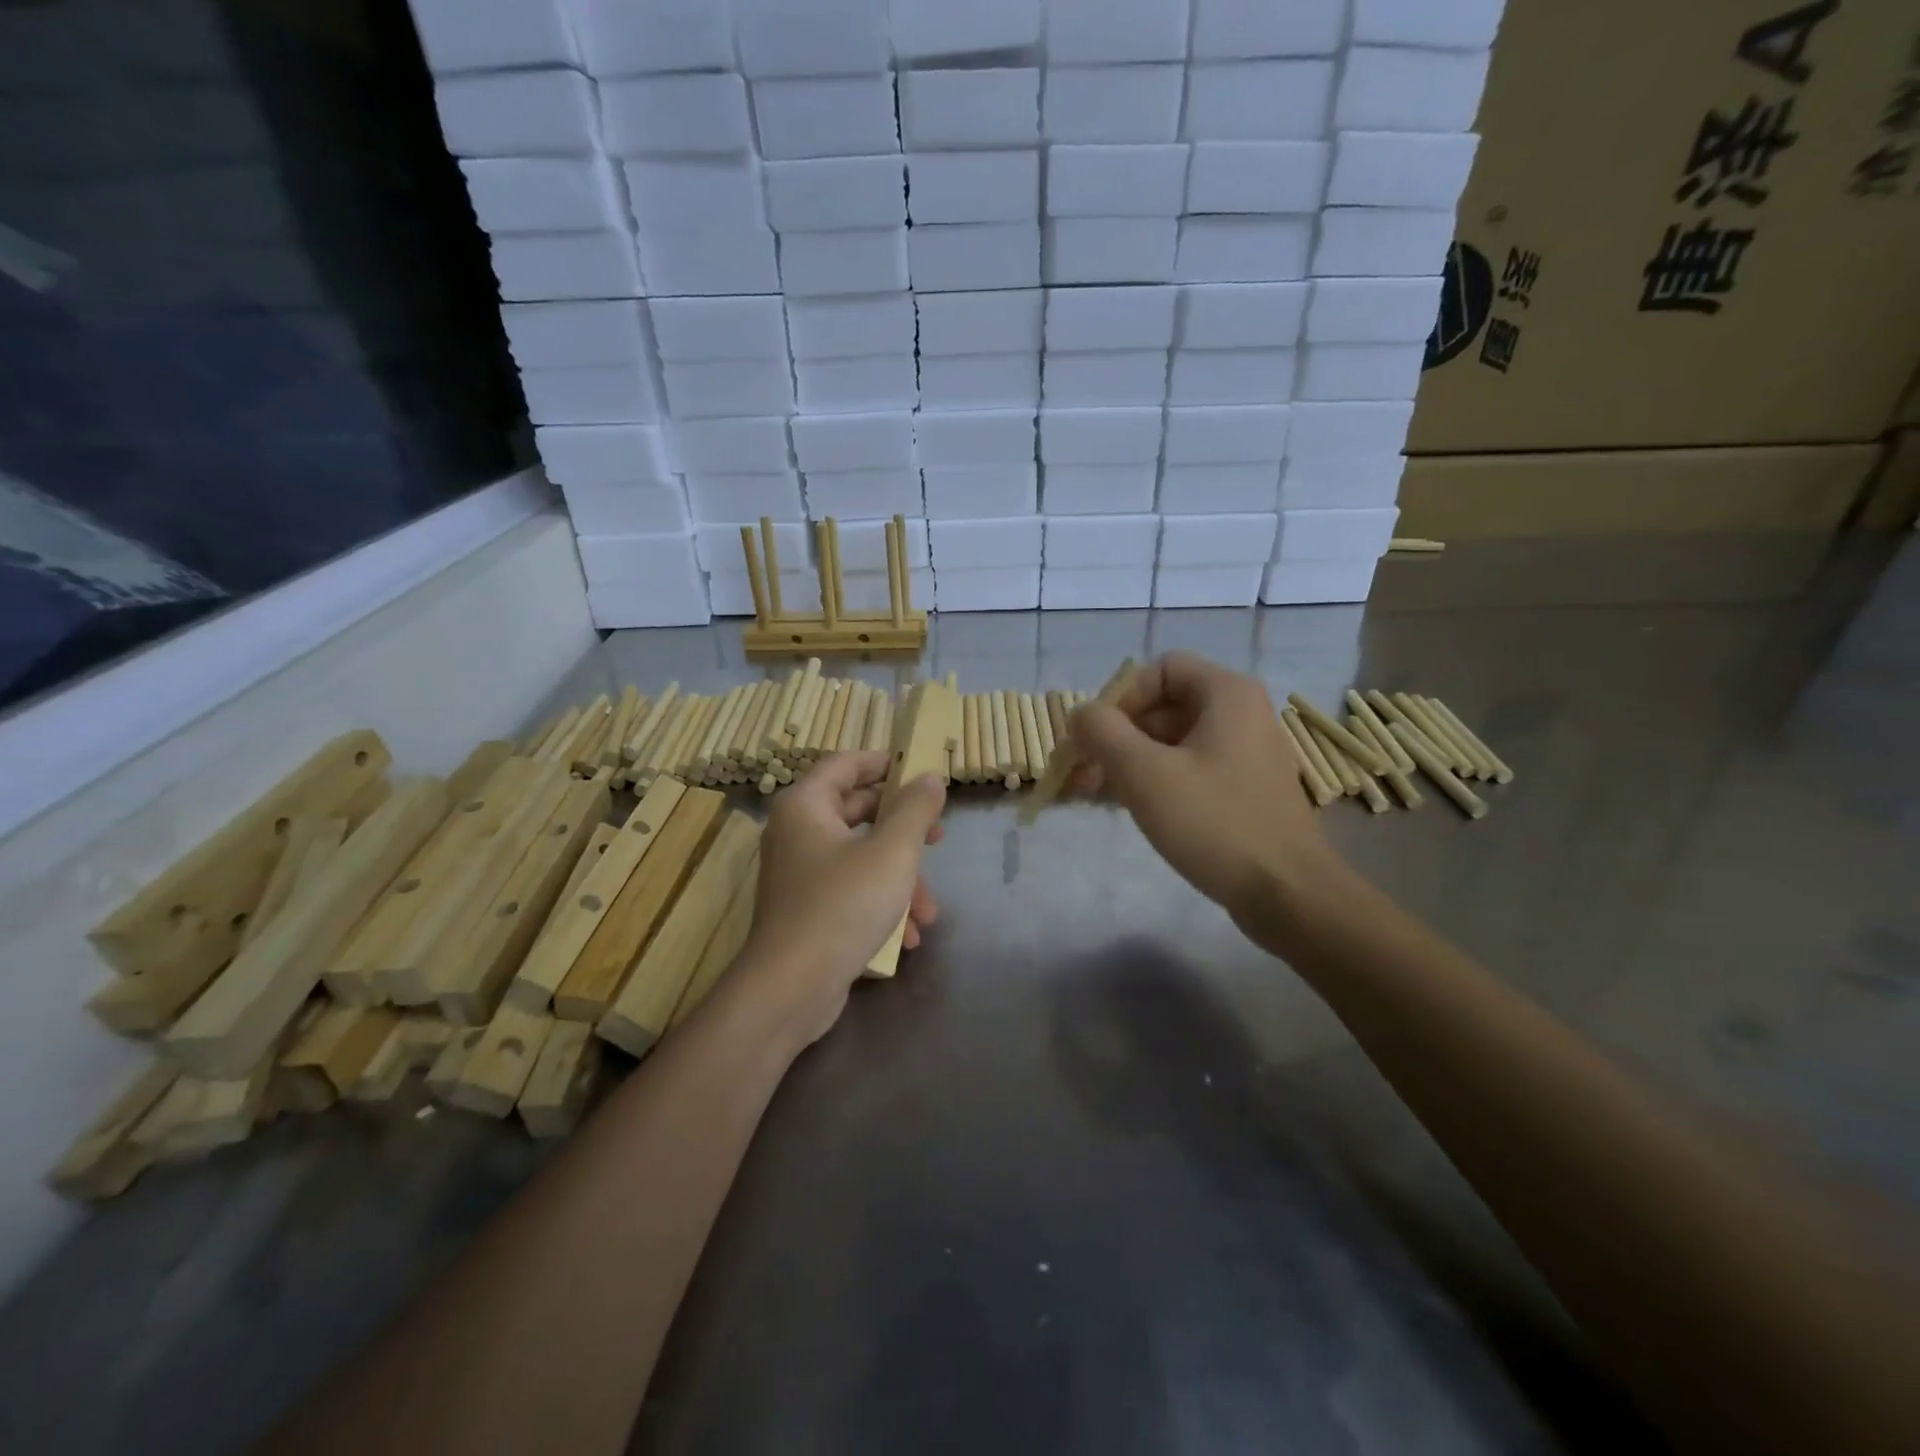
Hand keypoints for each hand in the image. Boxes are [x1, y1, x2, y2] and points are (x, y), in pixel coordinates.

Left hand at [737, 751, 945, 1046]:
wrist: (791, 988)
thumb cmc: (843, 905)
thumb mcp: (892, 852)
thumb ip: (916, 809)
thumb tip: (929, 778)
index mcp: (806, 805)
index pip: (846, 764)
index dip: (884, 763)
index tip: (920, 771)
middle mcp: (797, 832)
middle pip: (857, 811)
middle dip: (905, 831)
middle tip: (939, 838)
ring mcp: (800, 873)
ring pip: (861, 857)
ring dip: (900, 880)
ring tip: (929, 912)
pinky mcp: (806, 909)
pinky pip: (850, 890)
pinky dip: (880, 904)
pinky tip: (908, 936)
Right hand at [1068, 653, 1348, 941]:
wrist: (1287, 894)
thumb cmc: (1216, 823)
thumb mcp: (1146, 774)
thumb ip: (1102, 733)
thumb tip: (1079, 715)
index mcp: (1226, 694)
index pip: (1160, 669)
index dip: (1120, 697)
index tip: (1096, 738)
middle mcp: (1239, 713)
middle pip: (1162, 706)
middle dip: (1116, 736)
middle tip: (1082, 773)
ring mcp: (1243, 753)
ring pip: (1170, 741)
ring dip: (1127, 761)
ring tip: (1090, 795)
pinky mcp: (1241, 789)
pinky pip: (1187, 768)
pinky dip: (1152, 780)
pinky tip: (1122, 806)